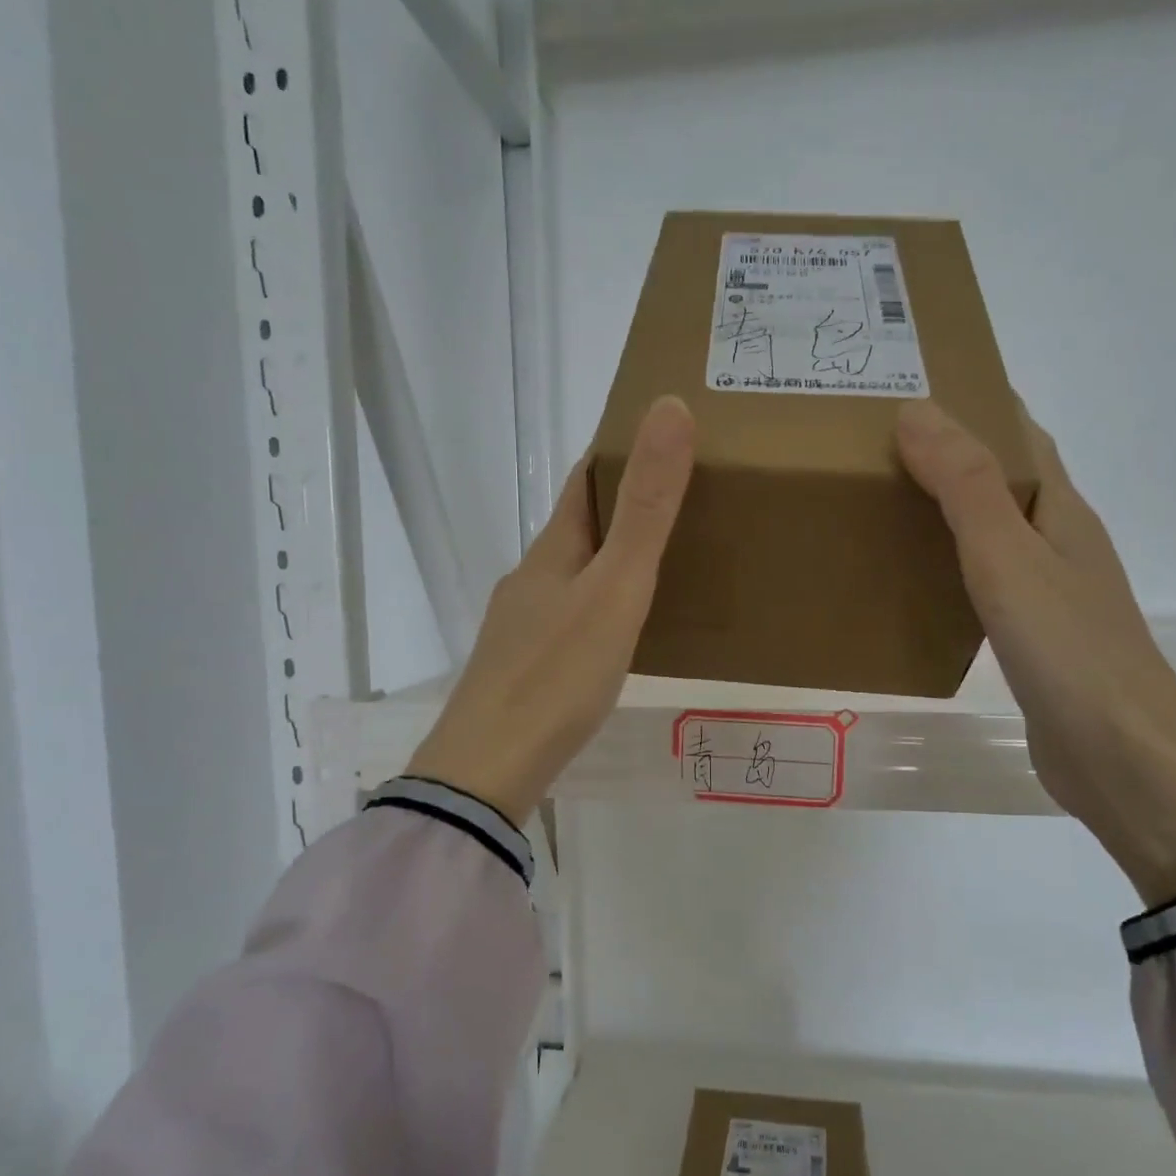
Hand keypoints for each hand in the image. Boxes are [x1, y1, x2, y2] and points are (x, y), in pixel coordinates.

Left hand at [405, 397, 695, 826]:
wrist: (489, 769)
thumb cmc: (557, 675)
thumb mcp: (615, 588)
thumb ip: (646, 508)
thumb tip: (668, 407)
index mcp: (553, 551)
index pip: (584, 481)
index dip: (620, 452)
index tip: (665, 438)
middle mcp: (531, 578)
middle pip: (579, 527)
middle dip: (625, 507)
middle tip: (686, 503)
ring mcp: (522, 625)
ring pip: (574, 575)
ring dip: (612, 560)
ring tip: (665, 566)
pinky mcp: (523, 667)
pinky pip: (570, 617)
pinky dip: (600, 606)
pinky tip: (620, 632)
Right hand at [896, 400, 1175, 905]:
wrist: (1121, 757)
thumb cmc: (1066, 648)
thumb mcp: (1007, 556)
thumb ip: (962, 486)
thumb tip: (916, 410)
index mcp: (1062, 511)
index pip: (1020, 436)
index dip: (976, 405)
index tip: (915, 388)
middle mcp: (1061, 543)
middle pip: (1005, 481)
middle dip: (952, 455)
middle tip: (878, 448)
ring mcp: (1051, 594)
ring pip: (994, 533)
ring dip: (949, 511)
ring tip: (885, 504)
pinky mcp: (1034, 639)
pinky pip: (986, 583)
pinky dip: (951, 566)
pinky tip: (917, 582)